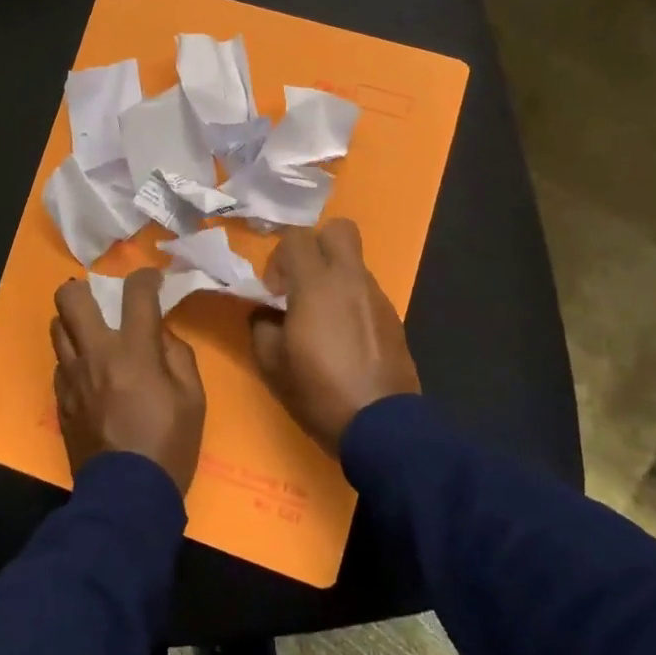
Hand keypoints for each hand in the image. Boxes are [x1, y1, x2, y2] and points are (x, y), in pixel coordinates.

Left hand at [52, 267, 206, 493]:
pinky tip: (90, 373)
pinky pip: (60, 363)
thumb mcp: (193, 398)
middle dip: (84, 289)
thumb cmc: (169, 445)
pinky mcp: (60, 400)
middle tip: (103, 302)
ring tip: (94, 336)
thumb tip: (161, 334)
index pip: (135, 293)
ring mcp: (71, 377)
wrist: (127, 497)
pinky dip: (74, 358)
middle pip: (69, 298)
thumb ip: (178, 356)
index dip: (145, 277)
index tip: (152, 280)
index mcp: (133, 351)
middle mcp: (95, 355)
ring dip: (75, 324)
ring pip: (57, 327)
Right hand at [251, 220, 419, 455]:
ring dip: (334, 276)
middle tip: (301, 281)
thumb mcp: (272, 364)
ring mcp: (377, 297)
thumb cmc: (319, 391)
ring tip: (321, 317)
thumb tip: (265, 313)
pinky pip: (367, 291)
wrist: (381, 425)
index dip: (279, 257)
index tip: (273, 291)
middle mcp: (351, 279)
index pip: (297, 237)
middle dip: (316, 245)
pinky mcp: (394, 317)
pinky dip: (351, 300)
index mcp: (317, 284)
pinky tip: (344, 337)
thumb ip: (261, 326)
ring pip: (354, 262)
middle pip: (339, 229)